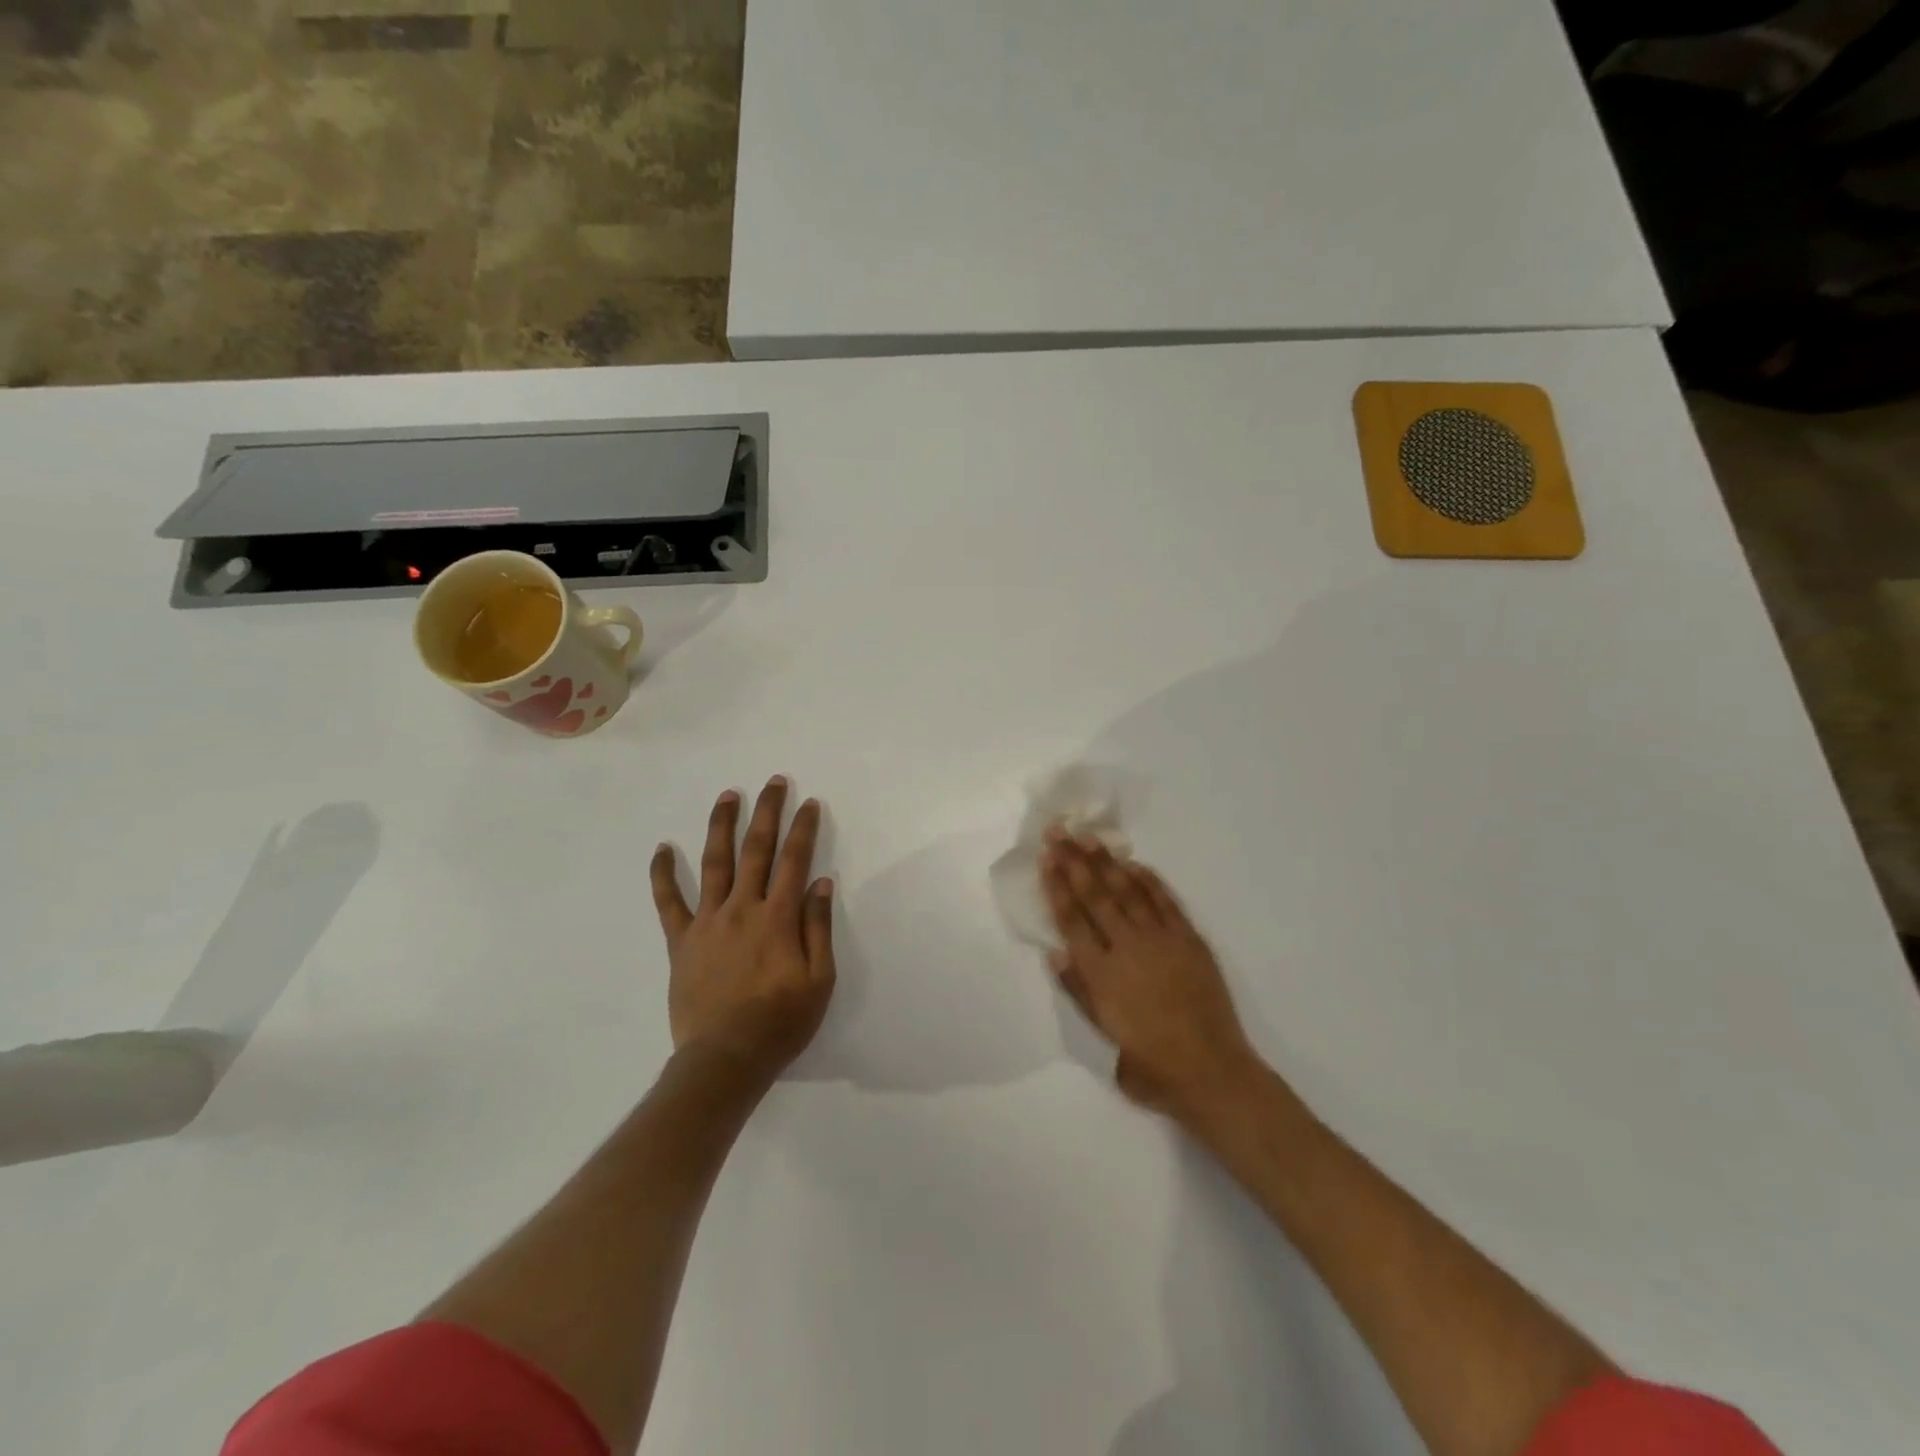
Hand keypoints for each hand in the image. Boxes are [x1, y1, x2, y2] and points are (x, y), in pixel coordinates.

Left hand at [650, 778, 835, 1081]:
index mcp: (777, 918)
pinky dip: (663, 874)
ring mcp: (708, 922)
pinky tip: (661, 849)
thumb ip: (818, 928)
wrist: (725, 1059)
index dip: (803, 829)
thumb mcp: (818, 980)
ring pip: (714, 863)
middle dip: (767, 812)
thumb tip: (821, 882)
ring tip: (727, 796)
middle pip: (755, 850)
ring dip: (721, 826)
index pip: (793, 860)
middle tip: (773, 782)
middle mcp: (742, 909)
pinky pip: (668, 902)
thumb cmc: (780, 1022)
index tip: (809, 803)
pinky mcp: (681, 941)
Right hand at [1042, 830, 1257, 1121]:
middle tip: (1058, 832)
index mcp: (1101, 974)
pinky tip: (1133, 863)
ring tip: (1088, 836)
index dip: (1056, 887)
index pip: (1071, 920)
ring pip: (1127, 891)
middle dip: (1073, 861)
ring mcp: (1161, 940)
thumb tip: (1057, 951)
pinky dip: (1148, 880)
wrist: (1211, 1071)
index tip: (1046, 859)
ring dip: (1106, 862)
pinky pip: (1165, 902)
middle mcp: (1127, 948)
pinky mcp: (1189, 940)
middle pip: (1095, 896)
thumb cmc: (1152, 1066)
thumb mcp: (1105, 1036)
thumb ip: (1079, 991)